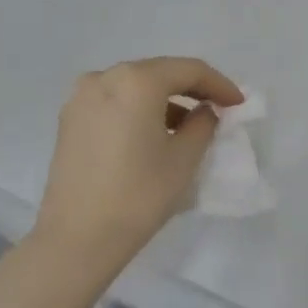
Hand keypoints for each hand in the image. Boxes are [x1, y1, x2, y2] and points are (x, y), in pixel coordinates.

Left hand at [36, 57, 242, 256]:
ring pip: (134, 85)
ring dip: (164, 98)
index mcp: (137, 81)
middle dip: (191, 88)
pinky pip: (113, 101)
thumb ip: (203, 123)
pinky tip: (152, 131)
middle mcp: (105, 77)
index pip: (189, 70)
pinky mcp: (69, 119)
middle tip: (217, 107)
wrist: (77, 238)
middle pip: (159, 72)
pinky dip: (138, 108)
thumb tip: (204, 111)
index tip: (238, 103)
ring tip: (187, 124)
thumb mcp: (185, 158)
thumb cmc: (139, 195)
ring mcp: (81, 97)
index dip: (219, 84)